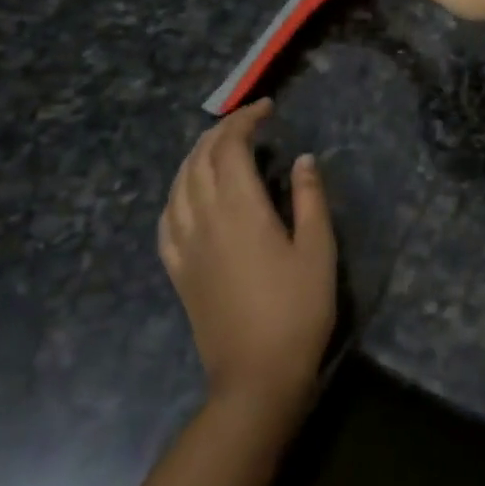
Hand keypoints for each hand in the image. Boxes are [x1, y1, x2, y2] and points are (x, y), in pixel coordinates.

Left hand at [158, 100, 336, 427]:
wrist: (256, 377)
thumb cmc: (298, 310)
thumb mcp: (318, 249)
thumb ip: (309, 198)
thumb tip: (303, 159)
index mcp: (240, 209)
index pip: (230, 148)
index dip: (245, 120)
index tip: (267, 108)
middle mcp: (204, 220)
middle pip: (199, 160)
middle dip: (220, 131)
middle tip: (248, 121)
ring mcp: (185, 247)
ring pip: (178, 185)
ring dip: (195, 156)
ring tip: (219, 146)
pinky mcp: (177, 271)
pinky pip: (166, 220)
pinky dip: (176, 193)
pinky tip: (187, 194)